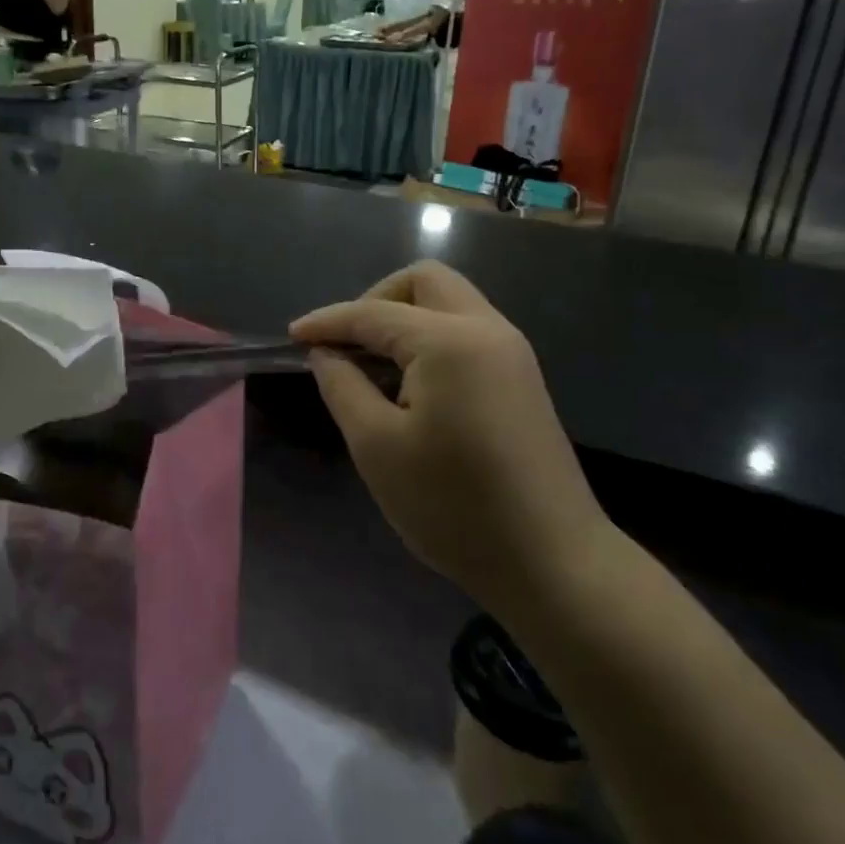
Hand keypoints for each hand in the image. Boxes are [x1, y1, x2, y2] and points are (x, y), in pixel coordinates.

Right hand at [291, 261, 607, 605]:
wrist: (552, 562)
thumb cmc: (453, 505)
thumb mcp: (377, 447)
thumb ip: (343, 386)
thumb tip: (326, 354)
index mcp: (450, 342)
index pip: (374, 313)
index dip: (328, 321)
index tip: (292, 337)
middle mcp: (487, 330)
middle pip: (424, 282)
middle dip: (376, 300)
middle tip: (347, 344)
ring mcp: (511, 352)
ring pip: (450, 302)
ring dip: (404, 317)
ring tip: (371, 364)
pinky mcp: (521, 378)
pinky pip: (466, 330)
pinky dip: (430, 337)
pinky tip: (409, 381)